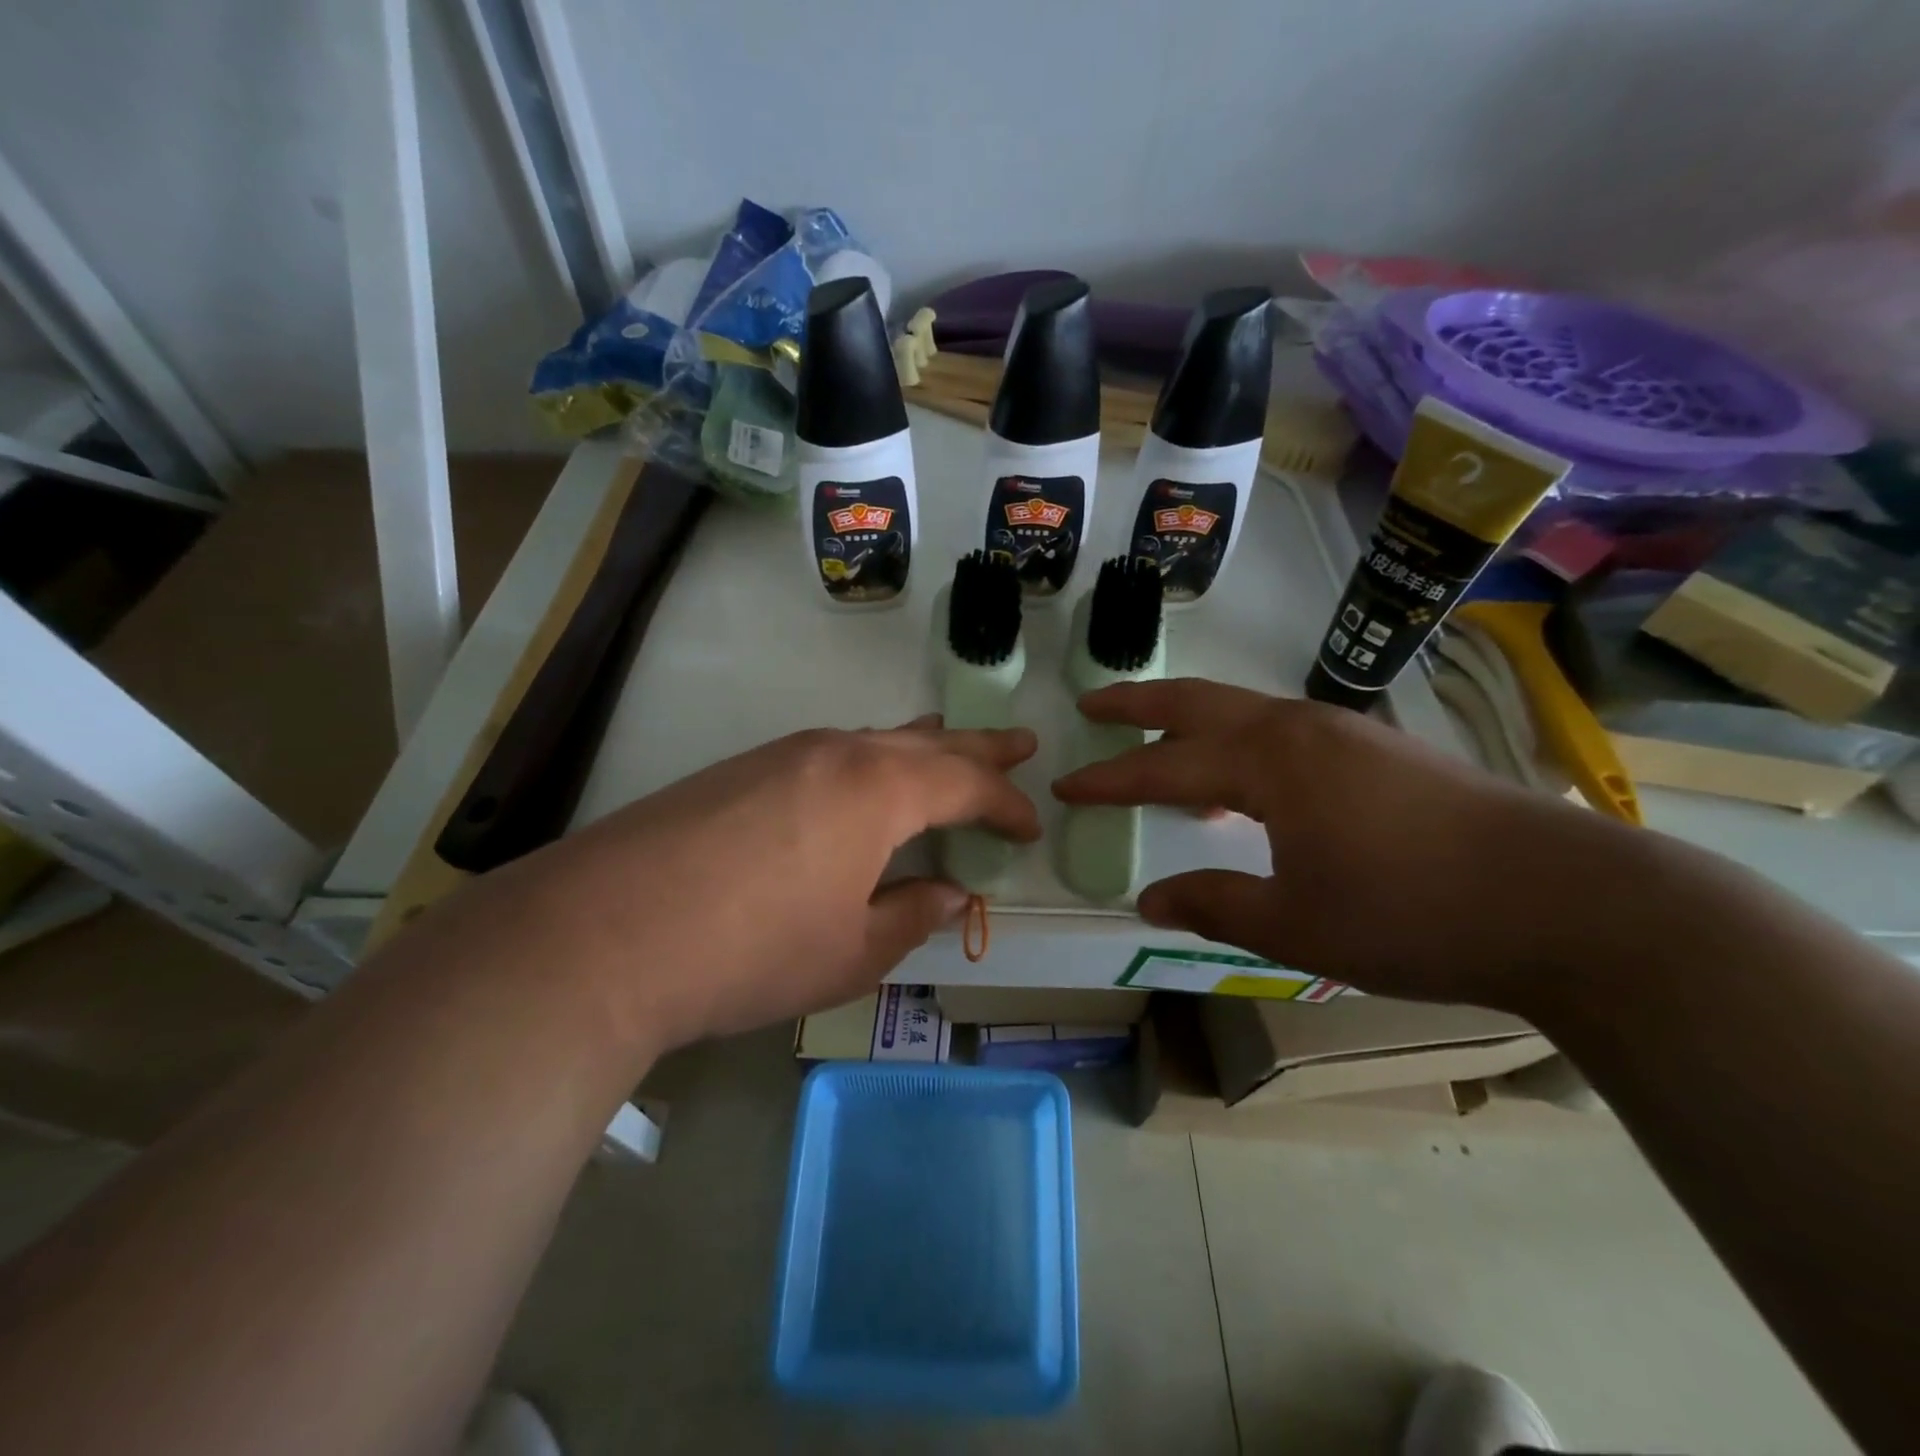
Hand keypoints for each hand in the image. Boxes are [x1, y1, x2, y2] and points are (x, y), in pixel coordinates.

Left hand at [421, 720, 1038, 1058]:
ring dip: (919, 745)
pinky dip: (867, 759)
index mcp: (879, 790)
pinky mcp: (739, 769)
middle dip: (978, 746)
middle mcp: (836, 753)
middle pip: (926, 741)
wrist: (604, 933)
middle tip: (1020, 741)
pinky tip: (860, 779)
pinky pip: (828, 752)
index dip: (1005, 804)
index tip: (1031, 825)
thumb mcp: (851, 952)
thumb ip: (912, 915)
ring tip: (947, 742)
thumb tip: (952, 893)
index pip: (965, 783)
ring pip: (873, 739)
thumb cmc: (752, 951)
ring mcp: (782, 754)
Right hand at [1052, 679, 1622, 1005]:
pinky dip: (1239, 742)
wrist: (1569, 902)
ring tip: (1158, 741)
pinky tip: (1246, 780)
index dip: (1108, 779)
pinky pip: (1282, 731)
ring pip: (1244, 711)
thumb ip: (1214, 904)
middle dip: (1138, 704)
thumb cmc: (1413, 914)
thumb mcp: (1297, 924)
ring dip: (1191, 720)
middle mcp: (1299, 728)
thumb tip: (1148, 898)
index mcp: (1269, 763)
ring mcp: (1345, 732)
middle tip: (1091, 704)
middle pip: (1198, 703)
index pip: (1162, 768)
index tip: (1064, 785)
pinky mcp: (1379, 750)